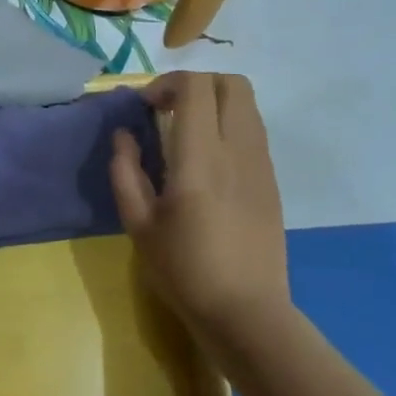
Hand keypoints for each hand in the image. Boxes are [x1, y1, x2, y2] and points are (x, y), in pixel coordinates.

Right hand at [110, 72, 291, 338]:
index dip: (166, 84)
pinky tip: (207, 161)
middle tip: (167, 110)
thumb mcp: (138, 225)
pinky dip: (228, 125)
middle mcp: (238, 150)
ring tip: (186, 133)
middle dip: (196, 84)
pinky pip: (253, 131)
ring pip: (247, 104)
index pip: (196, 87)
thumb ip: (126, 172)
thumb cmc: (184, 271)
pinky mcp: (271, 180)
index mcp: (201, 158)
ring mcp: (261, 164)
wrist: (246, 312)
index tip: (144, 107)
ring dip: (214, 103)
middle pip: (232, 83)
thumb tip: (124, 135)